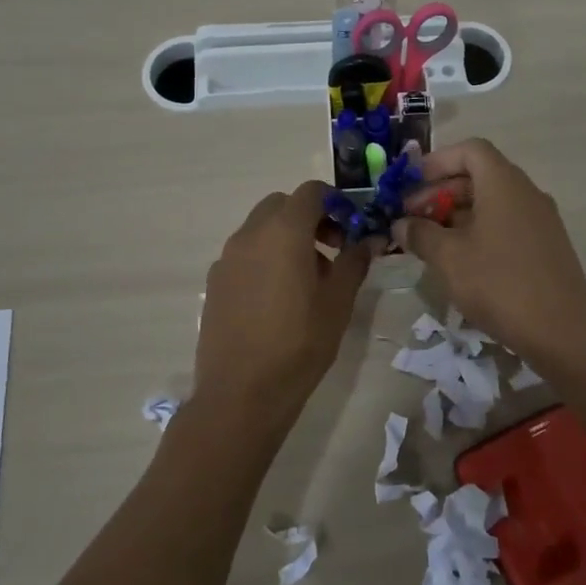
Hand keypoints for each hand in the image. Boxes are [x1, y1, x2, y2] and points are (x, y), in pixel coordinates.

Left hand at [192, 183, 371, 439]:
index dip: (335, 203)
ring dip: (286, 237)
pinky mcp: (215, 282)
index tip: (351, 229)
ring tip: (308, 279)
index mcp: (284, 231)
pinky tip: (278, 298)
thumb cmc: (299, 343)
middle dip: (310, 217)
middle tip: (332, 250)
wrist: (241, 393)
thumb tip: (370, 239)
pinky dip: (265, 257)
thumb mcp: (339, 302)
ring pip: (261, 228)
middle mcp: (250, 234)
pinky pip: (245, 253)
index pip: (311, 192)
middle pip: (282, 205)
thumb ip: (354, 261)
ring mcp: (227, 258)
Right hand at [392, 138, 585, 363]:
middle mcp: (526, 192)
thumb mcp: (448, 258)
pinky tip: (461, 262)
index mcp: (504, 183)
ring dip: (458, 215)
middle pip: (479, 176)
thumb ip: (420, 234)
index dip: (437, 162)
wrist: (562, 332)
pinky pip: (507, 224)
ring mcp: (541, 220)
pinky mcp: (547, 246)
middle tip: (412, 219)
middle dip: (441, 192)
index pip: (470, 150)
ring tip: (431, 243)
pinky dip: (480, 231)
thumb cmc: (499, 284)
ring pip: (492, 203)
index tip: (410, 185)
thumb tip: (401, 224)